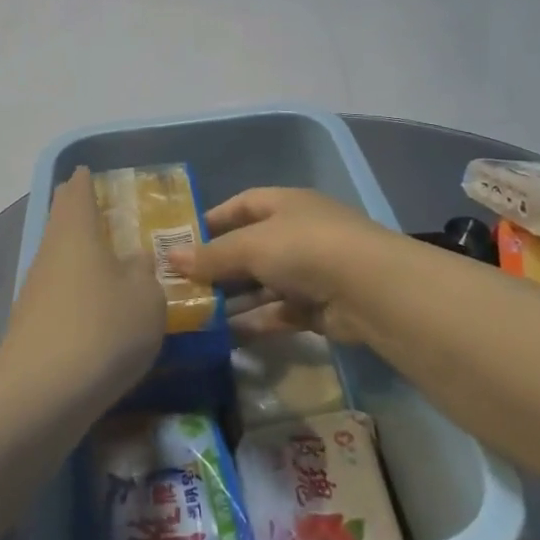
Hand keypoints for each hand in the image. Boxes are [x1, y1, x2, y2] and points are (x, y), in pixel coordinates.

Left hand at [0, 168, 167, 406]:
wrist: (42, 397)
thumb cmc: (103, 329)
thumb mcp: (147, 297)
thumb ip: (145, 271)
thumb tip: (133, 261)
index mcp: (76, 231)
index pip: (76, 191)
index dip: (85, 180)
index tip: (91, 173)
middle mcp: (49, 252)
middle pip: (61, 222)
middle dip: (78, 214)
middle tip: (104, 213)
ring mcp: (34, 290)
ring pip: (58, 259)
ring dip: (78, 256)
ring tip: (107, 264)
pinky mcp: (29, 327)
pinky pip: (57, 294)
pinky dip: (75, 291)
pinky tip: (94, 311)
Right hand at [169, 188, 408, 343]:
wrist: (370, 289)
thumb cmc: (304, 248)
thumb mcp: (251, 246)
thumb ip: (211, 256)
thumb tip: (169, 258)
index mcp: (285, 204)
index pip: (242, 205)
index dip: (213, 221)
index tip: (182, 241)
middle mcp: (298, 232)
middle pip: (251, 247)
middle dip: (219, 266)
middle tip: (183, 285)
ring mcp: (311, 270)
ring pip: (264, 283)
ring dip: (235, 298)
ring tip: (197, 315)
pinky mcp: (320, 307)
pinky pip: (280, 312)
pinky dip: (257, 321)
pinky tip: (228, 335)